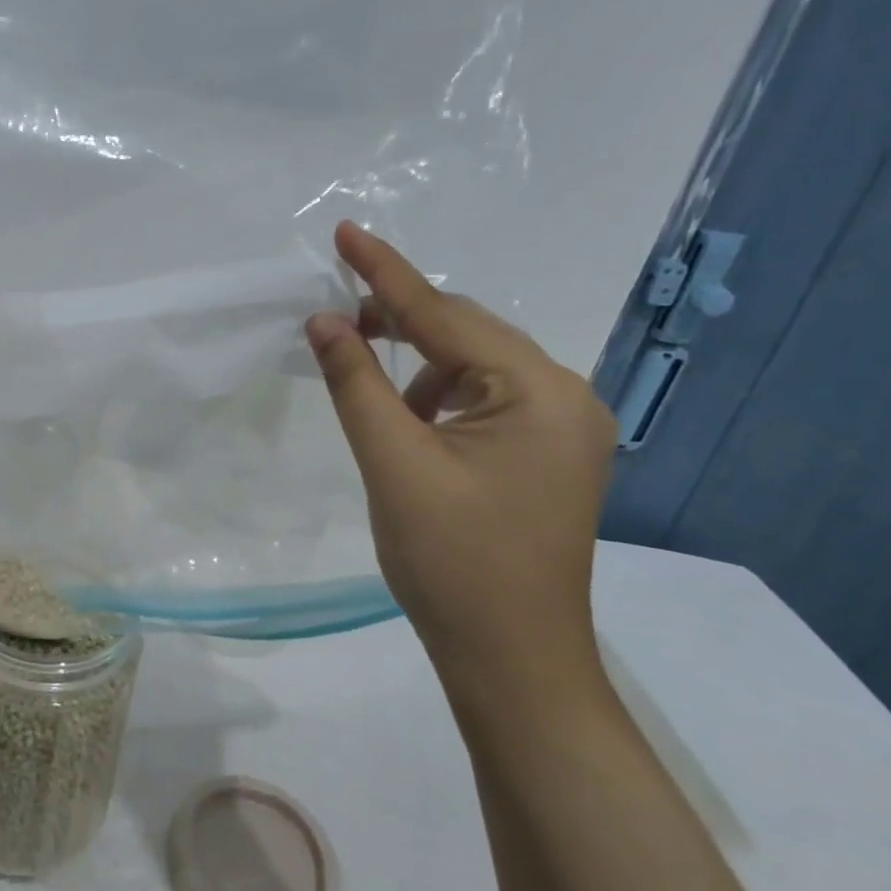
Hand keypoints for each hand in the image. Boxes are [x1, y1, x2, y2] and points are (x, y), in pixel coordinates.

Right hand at [306, 222, 616, 710]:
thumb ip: (356, 383)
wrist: (512, 659)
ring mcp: (565, 428)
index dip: (385, 273)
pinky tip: (413, 424)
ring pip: (477, 366)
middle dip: (401, 319)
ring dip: (420, 363)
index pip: (445, 315)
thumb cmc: (451, 561)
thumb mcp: (393, 463)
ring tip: (372, 387)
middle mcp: (566, 397)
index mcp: (539, 392)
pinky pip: (489, 399)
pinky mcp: (551, 454)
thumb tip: (324, 321)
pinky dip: (442, 395)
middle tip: (338, 315)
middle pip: (469, 333)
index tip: (345, 231)